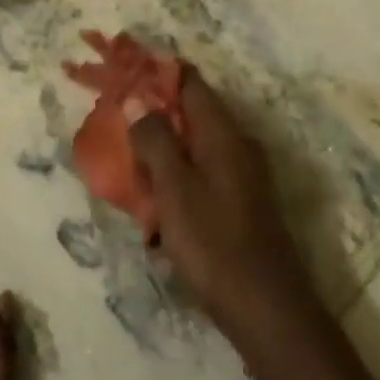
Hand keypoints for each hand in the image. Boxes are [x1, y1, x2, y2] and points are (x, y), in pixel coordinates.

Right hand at [125, 68, 320, 346]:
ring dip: (159, 163)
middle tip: (115, 135)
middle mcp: (237, 146)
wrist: (265, 306)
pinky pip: (198, 181)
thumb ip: (155, 140)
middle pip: (188, 116)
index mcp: (223, 134)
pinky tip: (157, 224)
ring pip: (190, 152)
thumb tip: (137, 101)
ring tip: (132, 188)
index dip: (155, 73)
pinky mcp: (239, 204)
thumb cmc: (214, 243)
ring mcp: (242, 176)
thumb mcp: (174, 188)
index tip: (121, 75)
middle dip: (150, 122)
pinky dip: (174, 191)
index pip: (189, 82)